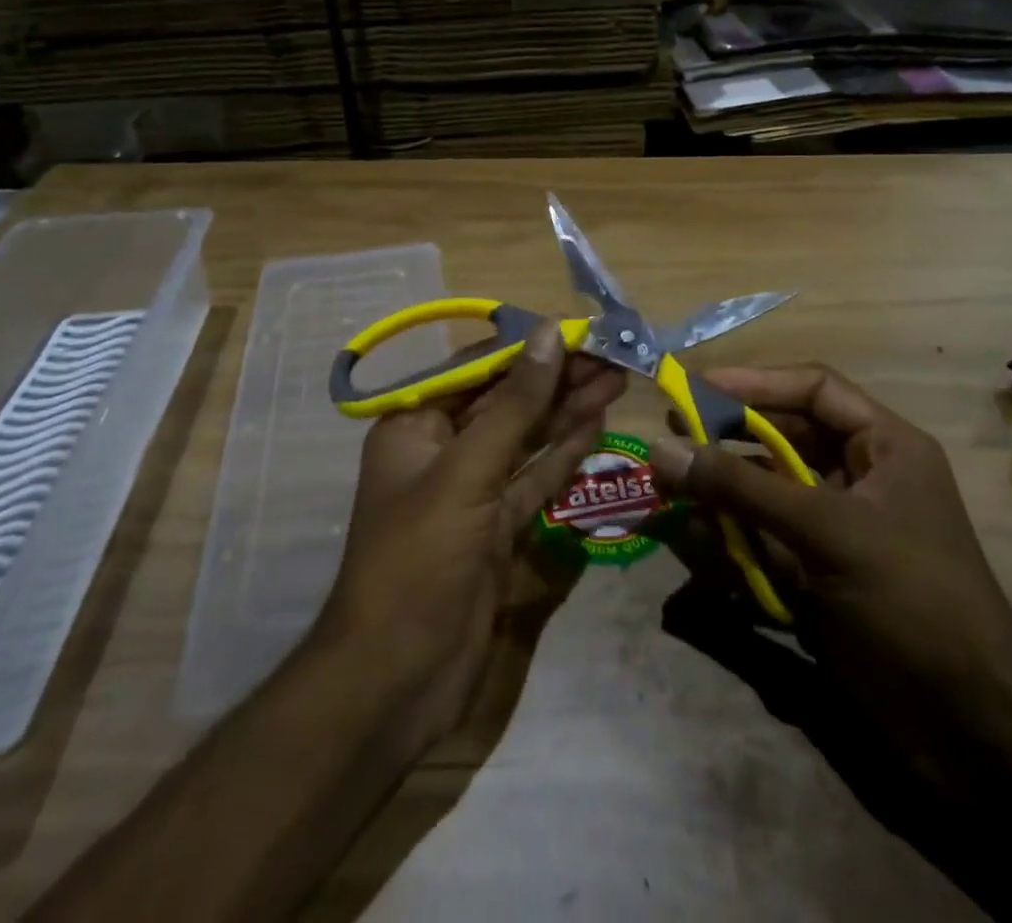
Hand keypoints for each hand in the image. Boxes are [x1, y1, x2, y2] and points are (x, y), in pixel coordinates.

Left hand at [314, 322, 626, 757]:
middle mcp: (441, 451)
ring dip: (566, 411)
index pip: (477, 370)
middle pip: (506, 402)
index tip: (575, 331)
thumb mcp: (466, 472)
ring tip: (615, 380)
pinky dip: (562, 455)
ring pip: (525, 439)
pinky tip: (595, 427)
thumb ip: (514, 404)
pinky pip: (533, 479)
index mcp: (415, 426)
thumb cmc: (418, 560)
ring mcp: (471, 492)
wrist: (395, 680)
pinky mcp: (496, 530)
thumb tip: (548, 333)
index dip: (526, 348)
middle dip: (556, 379)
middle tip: (611, 356)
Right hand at [650, 364, 1011, 752]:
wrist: (973, 729)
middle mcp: (861, 477)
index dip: (754, 382)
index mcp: (884, 447)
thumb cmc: (912, 601)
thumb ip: (742, 487)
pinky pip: (765, 540)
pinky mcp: (821, 574)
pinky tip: (692, 540)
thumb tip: (662, 448)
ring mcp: (839, 529)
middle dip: (727, 440)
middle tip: (672, 438)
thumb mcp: (827, 531)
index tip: (695, 386)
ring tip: (670, 492)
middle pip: (783, 439)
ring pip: (767, 492)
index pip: (813, 389)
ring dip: (721, 493)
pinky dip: (730, 538)